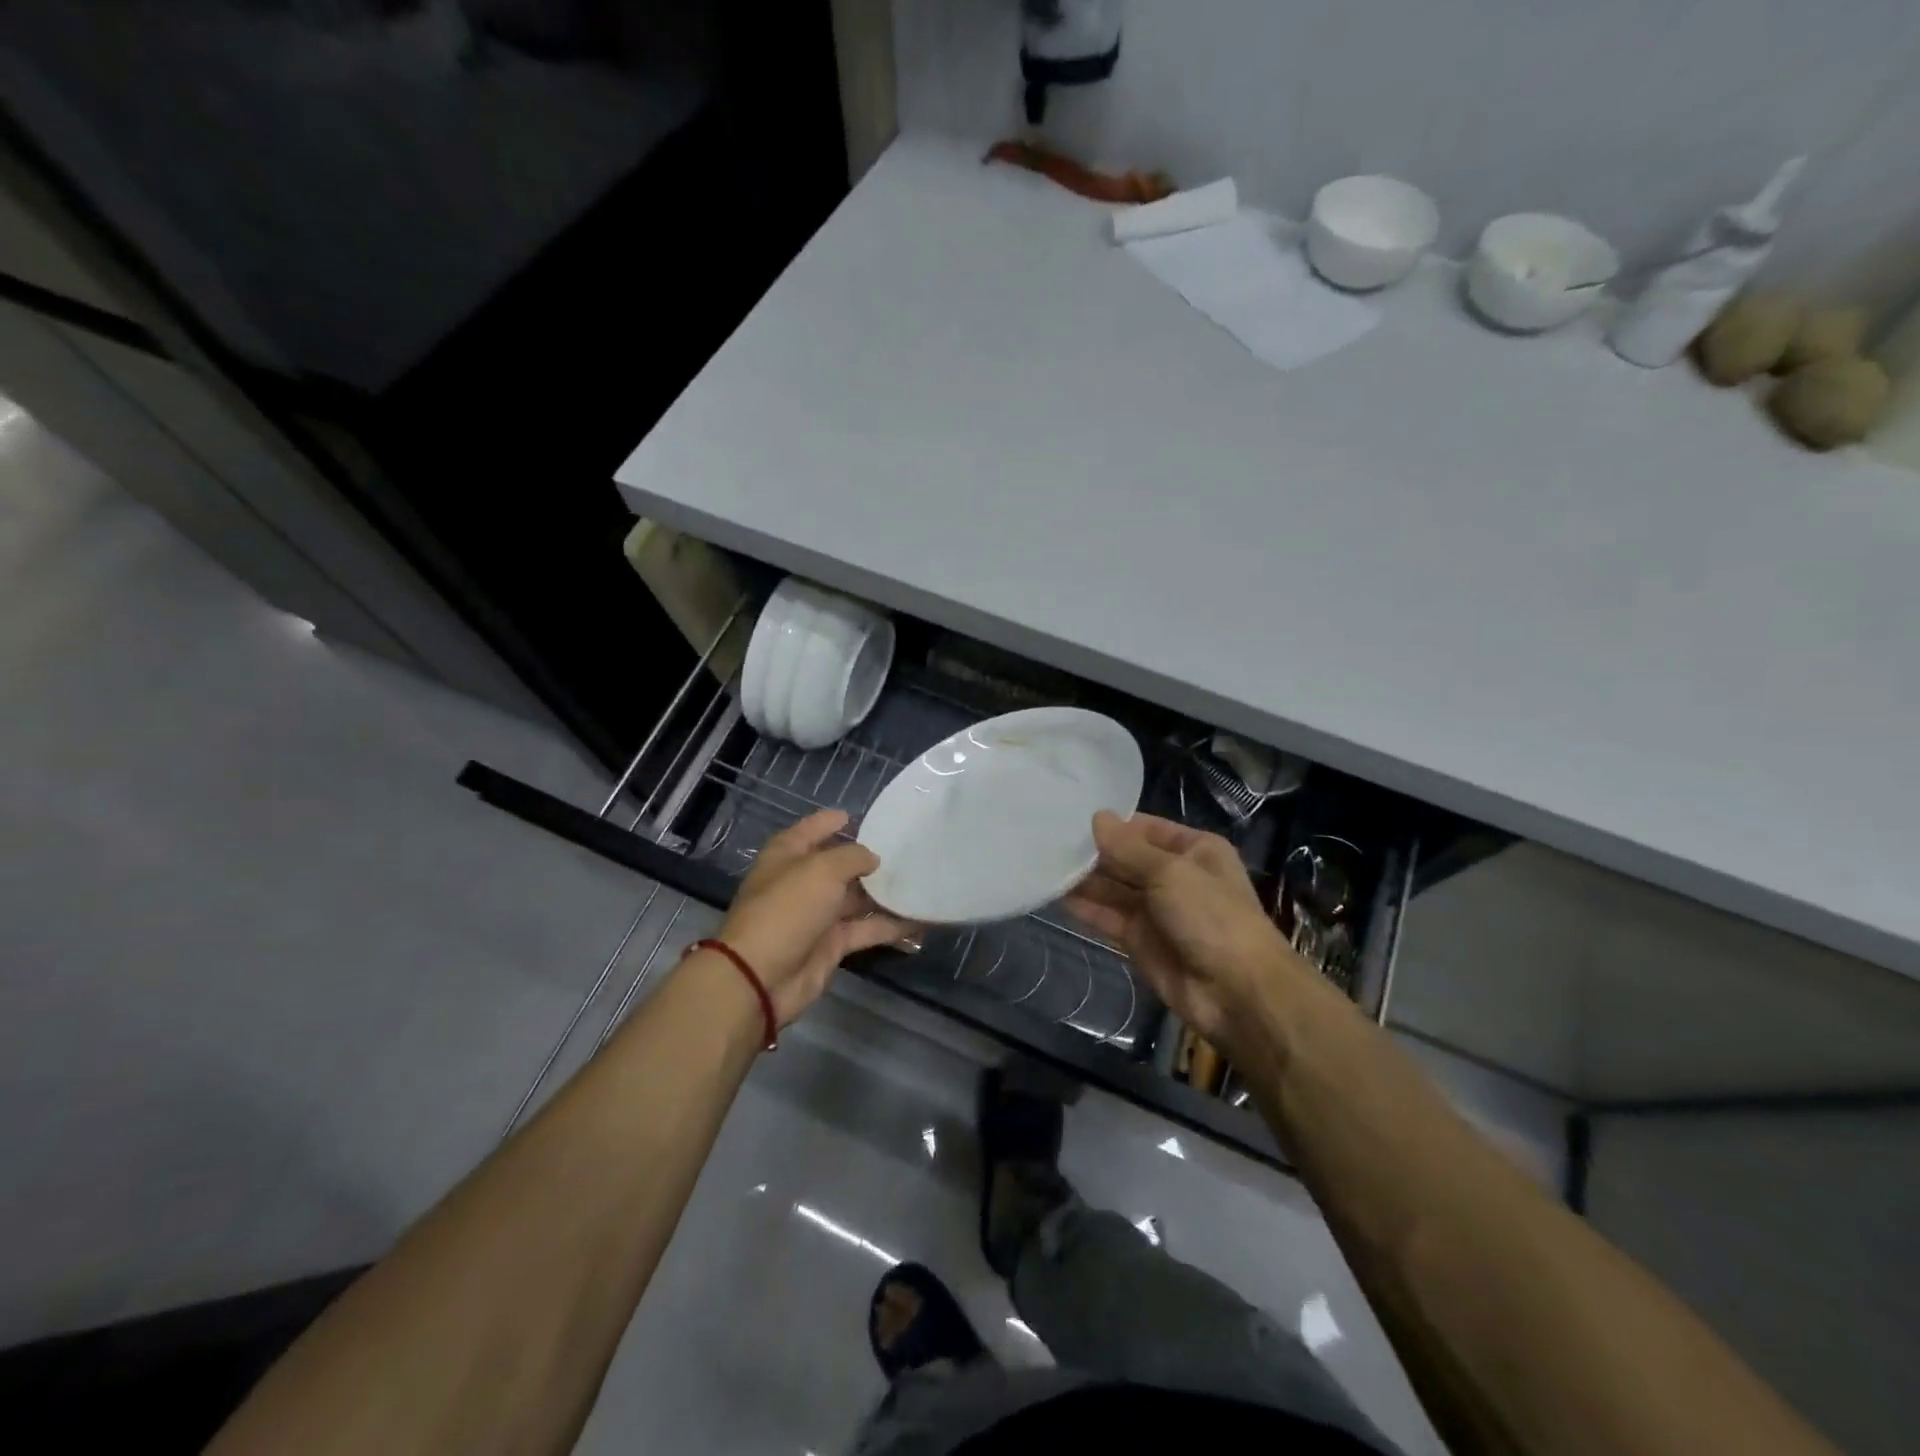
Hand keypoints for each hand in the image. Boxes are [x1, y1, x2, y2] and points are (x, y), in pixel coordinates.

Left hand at [716, 810, 915, 1026]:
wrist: (762, 976)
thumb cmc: (787, 909)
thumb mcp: (822, 870)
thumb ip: (853, 857)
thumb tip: (873, 859)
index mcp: (788, 855)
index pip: (813, 829)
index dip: (835, 821)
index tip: (866, 817)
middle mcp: (803, 882)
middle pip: (840, 864)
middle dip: (870, 858)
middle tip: (908, 850)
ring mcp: (818, 915)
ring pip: (857, 898)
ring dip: (885, 893)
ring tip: (922, 881)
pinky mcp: (832, 944)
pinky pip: (866, 929)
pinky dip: (891, 926)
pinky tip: (919, 919)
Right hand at [1064, 812, 1306, 1057]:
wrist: (1237, 993)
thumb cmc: (1211, 917)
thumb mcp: (1170, 873)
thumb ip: (1128, 848)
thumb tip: (1096, 817)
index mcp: (1194, 850)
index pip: (1145, 828)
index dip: (1112, 825)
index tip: (1070, 816)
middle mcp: (1175, 876)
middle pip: (1126, 858)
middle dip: (1093, 852)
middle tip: (1047, 839)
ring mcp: (1157, 910)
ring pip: (1114, 888)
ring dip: (1085, 879)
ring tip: (1045, 863)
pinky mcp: (1141, 941)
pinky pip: (1109, 917)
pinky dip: (1087, 908)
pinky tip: (1057, 895)